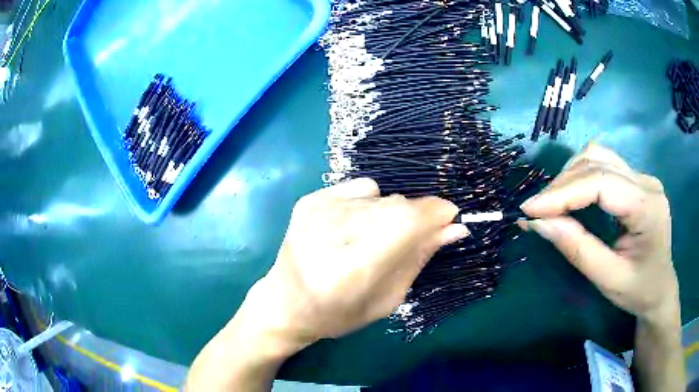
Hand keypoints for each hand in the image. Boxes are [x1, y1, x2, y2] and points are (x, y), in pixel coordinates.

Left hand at [250, 178, 468, 347]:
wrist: (284, 303)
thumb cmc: (338, 314)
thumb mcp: (387, 299)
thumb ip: (420, 259)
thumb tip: (455, 227)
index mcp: (352, 268)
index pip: (408, 222)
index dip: (436, 214)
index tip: (450, 218)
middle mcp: (332, 231)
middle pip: (397, 205)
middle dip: (417, 218)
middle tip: (414, 239)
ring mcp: (317, 209)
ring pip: (382, 195)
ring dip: (393, 214)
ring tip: (375, 239)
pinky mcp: (310, 199)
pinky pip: (361, 188)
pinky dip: (371, 203)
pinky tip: (356, 226)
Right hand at [520, 144, 678, 323]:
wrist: (660, 289)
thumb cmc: (639, 290)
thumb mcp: (608, 279)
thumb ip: (577, 249)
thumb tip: (539, 223)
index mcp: (647, 206)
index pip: (601, 183)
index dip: (563, 193)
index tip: (529, 209)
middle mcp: (646, 182)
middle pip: (598, 162)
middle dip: (562, 184)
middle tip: (537, 210)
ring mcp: (642, 177)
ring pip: (598, 156)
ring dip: (570, 175)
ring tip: (553, 202)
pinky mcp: (636, 181)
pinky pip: (603, 165)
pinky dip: (581, 176)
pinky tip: (572, 195)